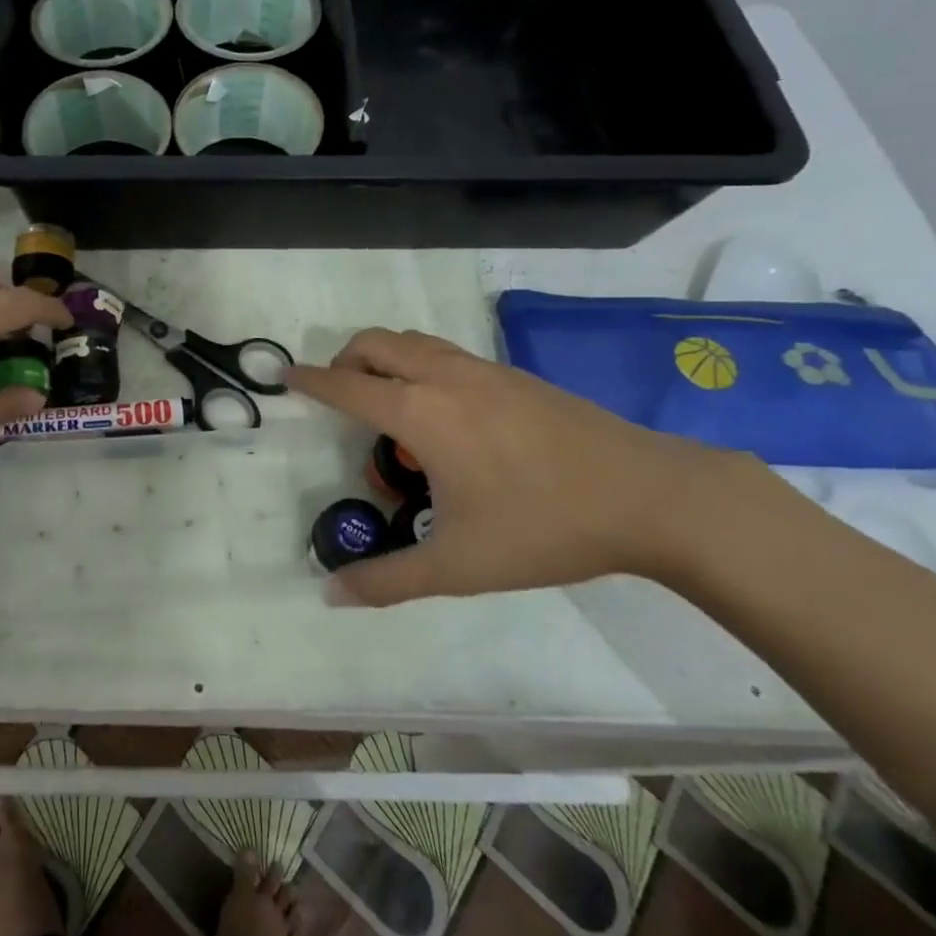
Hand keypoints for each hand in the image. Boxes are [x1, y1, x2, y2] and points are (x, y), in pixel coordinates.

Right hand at [286, 328, 726, 605]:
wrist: (649, 495)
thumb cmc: (544, 526)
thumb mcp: (459, 565)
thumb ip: (388, 579)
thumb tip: (330, 594)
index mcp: (421, 413)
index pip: (347, 387)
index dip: (311, 381)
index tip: (285, 377)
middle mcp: (444, 377)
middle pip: (375, 343)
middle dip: (345, 360)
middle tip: (340, 397)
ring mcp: (482, 369)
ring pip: (413, 341)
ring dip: (384, 358)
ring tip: (388, 405)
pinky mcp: (513, 374)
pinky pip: (445, 352)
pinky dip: (420, 364)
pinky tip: (444, 415)